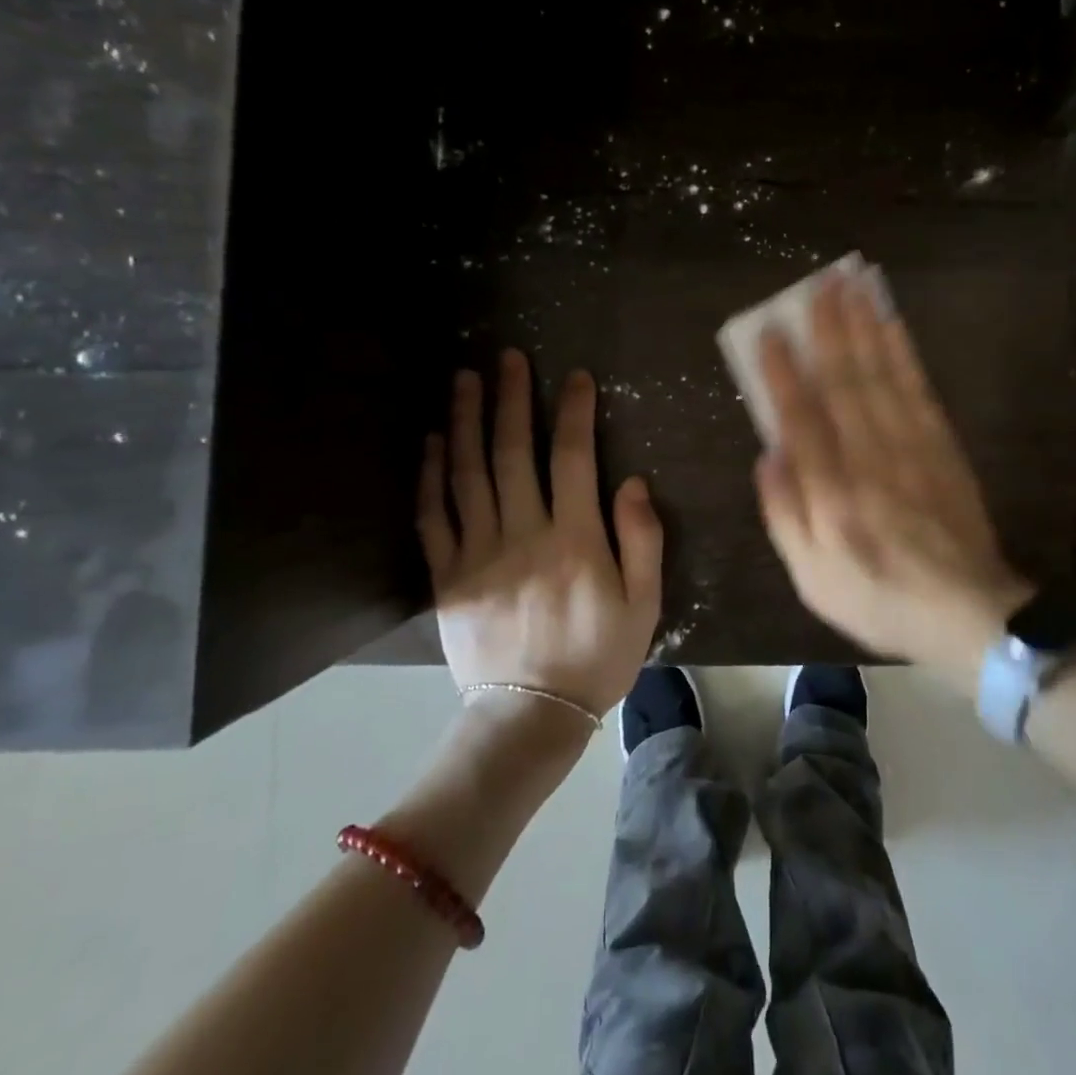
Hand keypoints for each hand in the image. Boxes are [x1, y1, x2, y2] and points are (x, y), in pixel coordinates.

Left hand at [419, 350, 662, 720]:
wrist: (530, 717)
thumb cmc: (597, 657)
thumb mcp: (644, 604)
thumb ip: (642, 539)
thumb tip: (631, 481)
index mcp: (575, 540)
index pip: (574, 459)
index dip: (574, 412)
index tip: (573, 376)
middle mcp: (523, 535)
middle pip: (514, 454)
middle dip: (512, 400)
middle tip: (506, 357)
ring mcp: (478, 554)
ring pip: (468, 474)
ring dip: (466, 422)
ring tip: (464, 379)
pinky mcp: (447, 576)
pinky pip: (433, 517)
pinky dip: (431, 475)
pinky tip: (433, 441)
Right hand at [753, 273, 1033, 678]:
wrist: (968, 614)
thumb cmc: (877, 598)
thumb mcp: (811, 579)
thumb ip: (784, 515)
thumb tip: (768, 454)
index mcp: (832, 496)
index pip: (802, 420)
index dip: (783, 373)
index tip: (770, 331)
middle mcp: (870, 462)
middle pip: (845, 384)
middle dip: (829, 330)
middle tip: (819, 284)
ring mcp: (911, 449)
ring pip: (882, 376)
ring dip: (865, 327)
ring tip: (852, 286)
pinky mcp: (942, 446)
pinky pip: (918, 390)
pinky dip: (903, 353)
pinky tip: (891, 325)